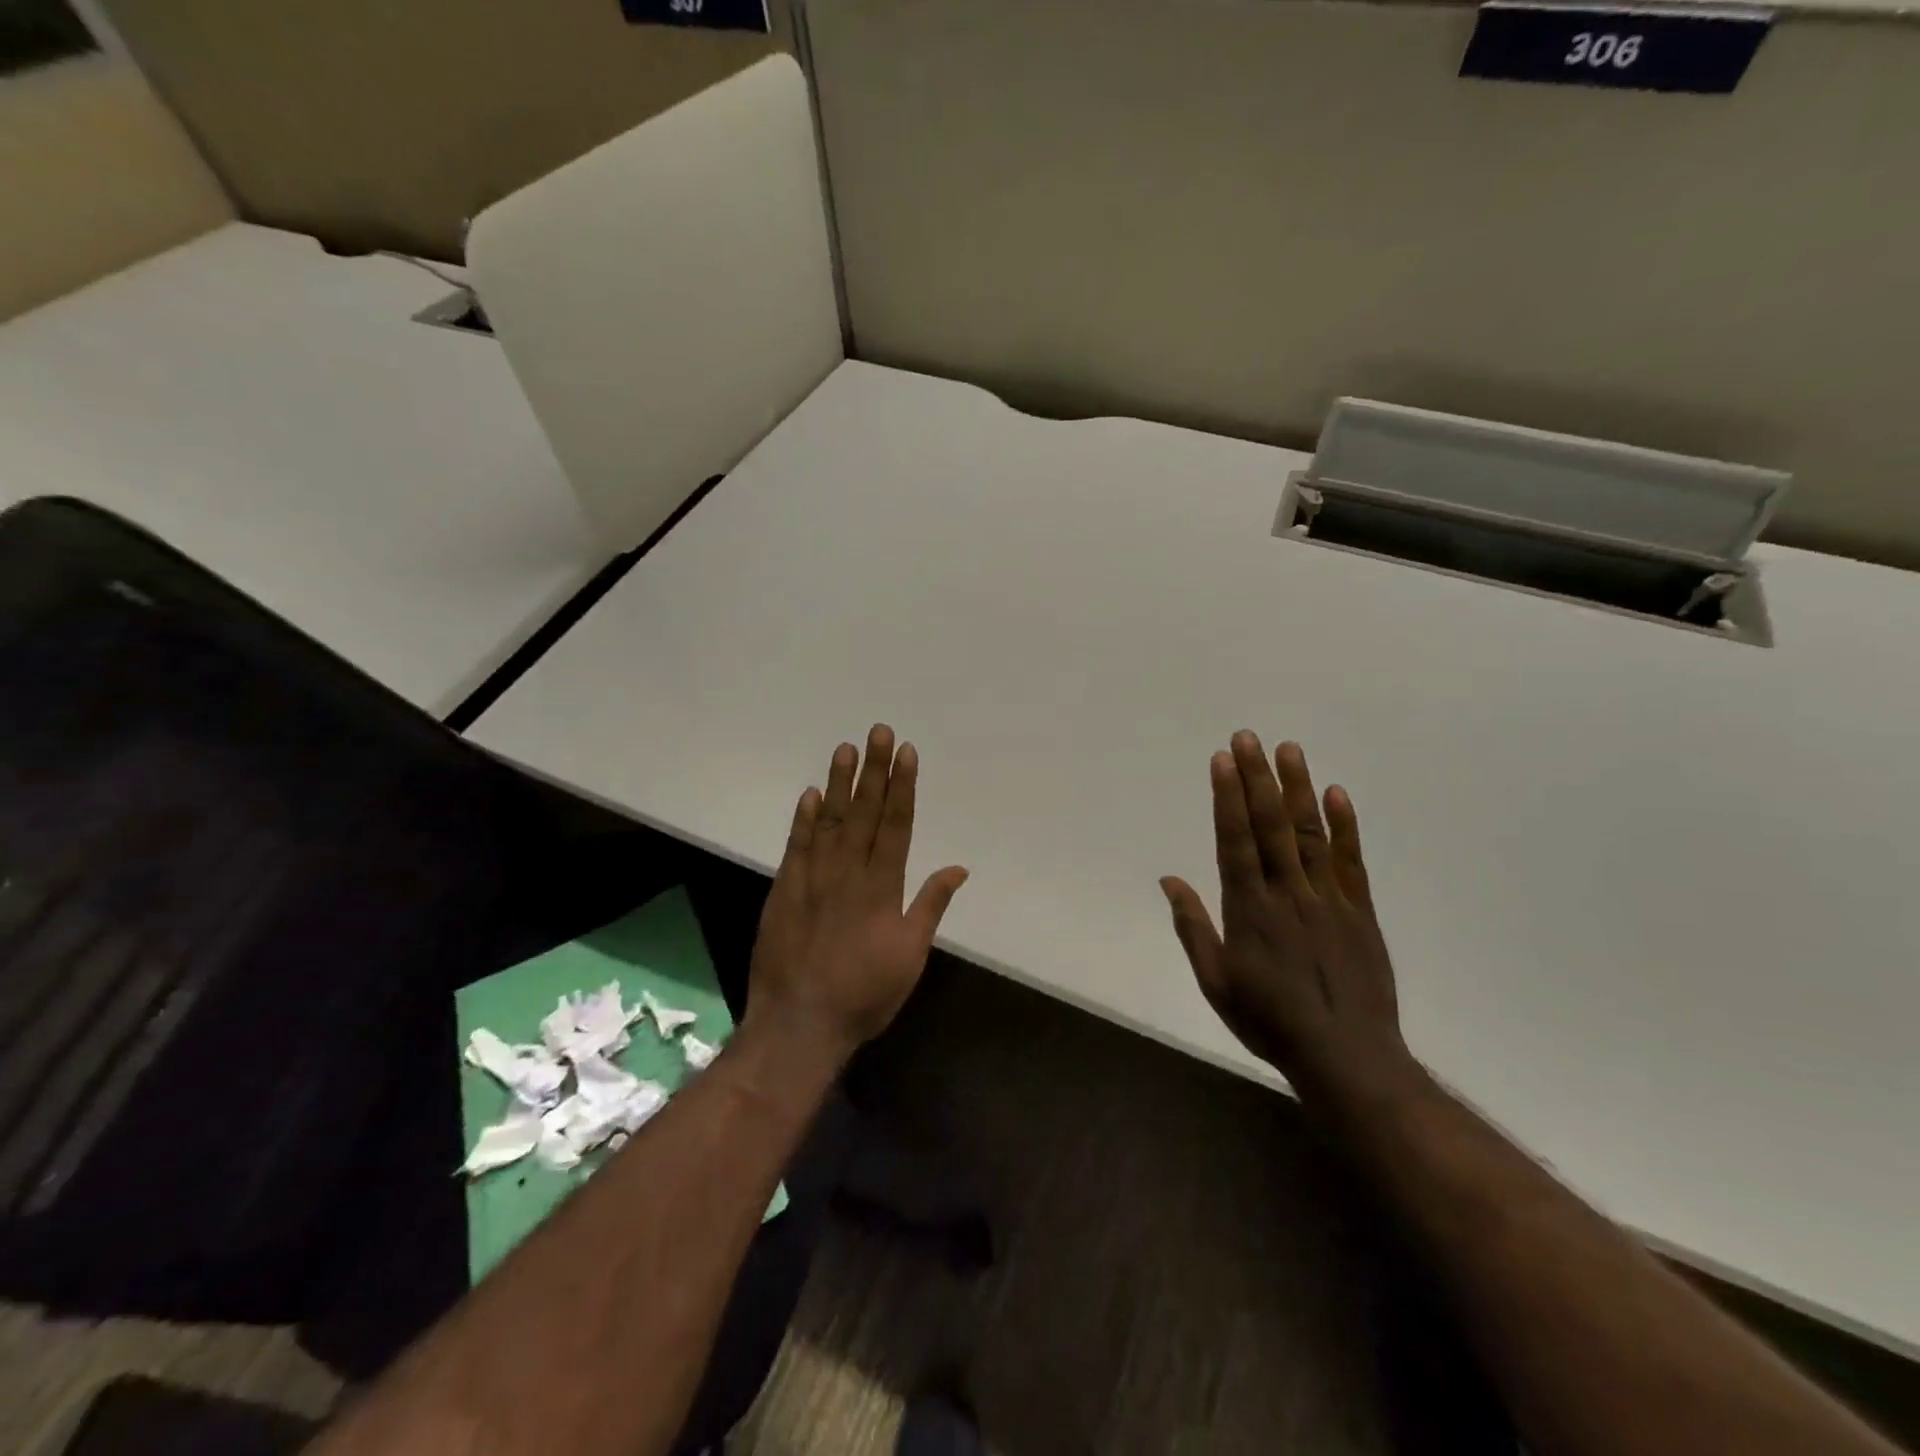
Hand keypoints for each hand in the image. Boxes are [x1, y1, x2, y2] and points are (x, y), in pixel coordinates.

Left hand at [746, 724, 968, 1064]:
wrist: (799, 1023)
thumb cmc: (865, 994)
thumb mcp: (911, 956)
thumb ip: (931, 907)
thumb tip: (958, 868)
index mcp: (883, 888)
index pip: (896, 824)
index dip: (902, 786)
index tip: (905, 753)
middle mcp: (848, 873)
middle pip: (864, 812)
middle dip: (874, 770)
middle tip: (878, 731)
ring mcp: (812, 878)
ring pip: (829, 821)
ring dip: (838, 783)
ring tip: (845, 748)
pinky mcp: (784, 891)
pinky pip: (796, 846)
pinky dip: (803, 819)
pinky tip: (810, 794)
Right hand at [1160, 733, 1416, 1107]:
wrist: (1347, 1058)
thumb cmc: (1269, 1021)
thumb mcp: (1215, 982)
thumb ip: (1192, 927)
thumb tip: (1168, 879)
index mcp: (1249, 910)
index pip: (1235, 840)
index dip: (1228, 797)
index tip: (1223, 760)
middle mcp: (1288, 893)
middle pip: (1270, 825)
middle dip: (1257, 778)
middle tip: (1249, 737)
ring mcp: (1328, 899)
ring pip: (1309, 833)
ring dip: (1297, 788)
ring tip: (1288, 750)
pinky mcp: (1359, 911)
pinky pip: (1350, 861)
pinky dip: (1344, 826)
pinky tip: (1336, 793)